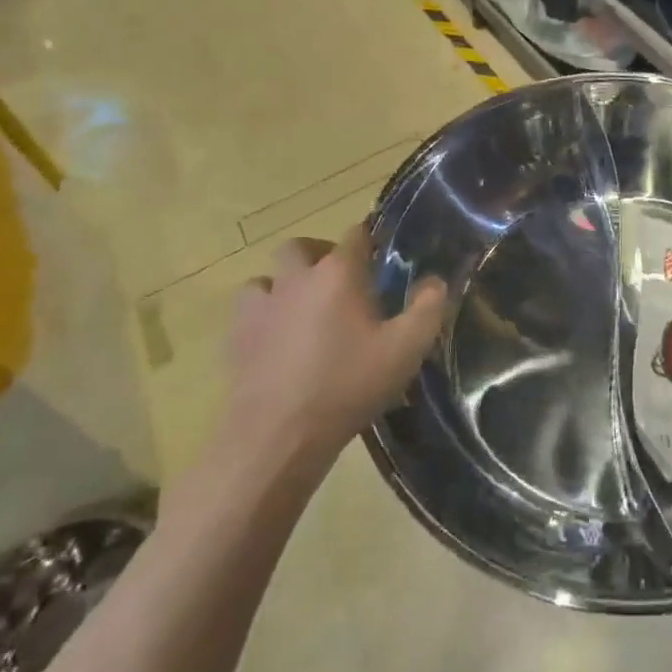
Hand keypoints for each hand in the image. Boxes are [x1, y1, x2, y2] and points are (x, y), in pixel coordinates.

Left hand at [217, 224, 446, 478]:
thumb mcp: (406, 349)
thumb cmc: (347, 386)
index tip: (381, 258)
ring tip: (303, 311)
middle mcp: (296, 279)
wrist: (278, 436)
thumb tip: (435, 281)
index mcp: (337, 274)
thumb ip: (428, 308)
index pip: (355, 235)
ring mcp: (261, 307)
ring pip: (266, 278)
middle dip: (319, 255)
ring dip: (284, 285)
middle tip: (338, 282)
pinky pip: (248, 313)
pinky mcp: (236, 338)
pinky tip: (276, 340)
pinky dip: (263, 317)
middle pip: (299, 247)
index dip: (370, 241)